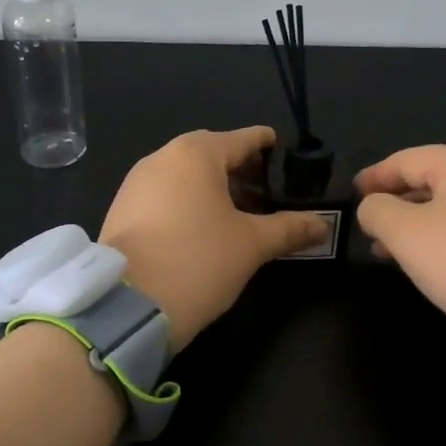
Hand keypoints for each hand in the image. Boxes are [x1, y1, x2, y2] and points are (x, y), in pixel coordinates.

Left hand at [101, 127, 328, 351]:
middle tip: (265, 191)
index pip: (242, 139)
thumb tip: (323, 225)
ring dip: (212, 185)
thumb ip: (289, 228)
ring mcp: (136, 183)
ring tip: (237, 212)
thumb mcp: (251, 245)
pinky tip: (202, 227)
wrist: (126, 306)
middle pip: (211, 153)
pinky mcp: (122, 209)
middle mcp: (162, 157)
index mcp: (196, 154)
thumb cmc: (198, 261)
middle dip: (239, 168)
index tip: (283, 152)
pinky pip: (164, 192)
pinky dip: (187, 200)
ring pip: (184, 173)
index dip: (266, 144)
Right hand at [353, 144, 445, 402]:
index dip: (373, 177)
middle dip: (396, 203)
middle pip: (431, 179)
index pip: (405, 160)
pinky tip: (435, 263)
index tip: (351, 194)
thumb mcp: (405, 234)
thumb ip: (377, 211)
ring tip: (391, 252)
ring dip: (418, 224)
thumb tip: (374, 206)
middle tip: (367, 226)